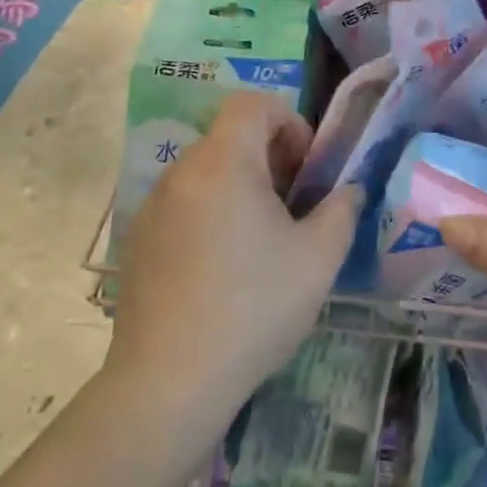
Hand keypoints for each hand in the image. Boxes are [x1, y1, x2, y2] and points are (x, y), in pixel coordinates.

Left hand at [109, 92, 358, 414]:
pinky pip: (183, 204)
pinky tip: (222, 268)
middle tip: (293, 206)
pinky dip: (210, 212)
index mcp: (223, 162)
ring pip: (206, 172)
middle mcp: (181, 171)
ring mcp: (152, 206)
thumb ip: (341, 209)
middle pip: (230, 137)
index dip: (288, 121)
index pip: (252, 104)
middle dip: (269, 157)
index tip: (305, 168)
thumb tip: (347, 190)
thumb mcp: (319, 257)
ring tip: (261, 240)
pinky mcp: (138, 240)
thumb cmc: (253, 307)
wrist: (169, 382)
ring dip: (240, 186)